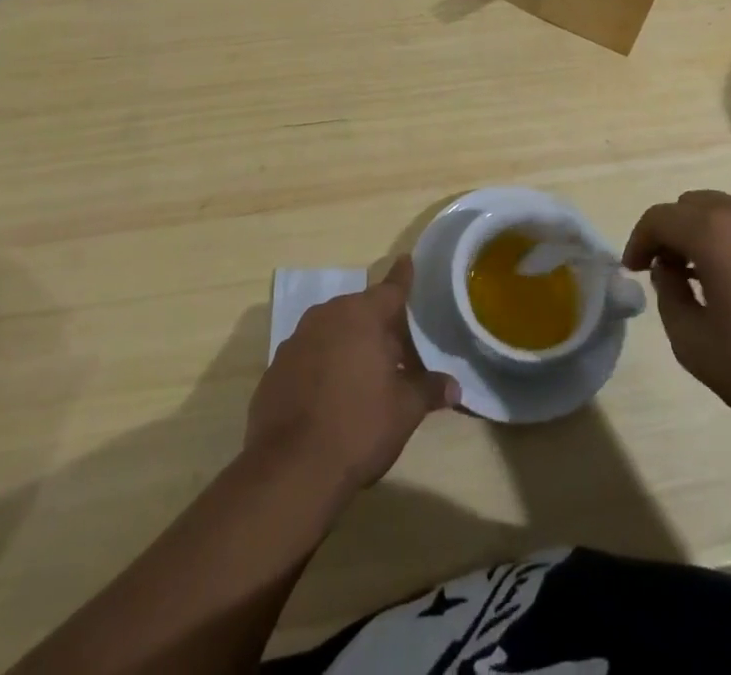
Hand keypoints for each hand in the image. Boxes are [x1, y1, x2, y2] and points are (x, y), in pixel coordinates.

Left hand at [245, 256, 459, 495]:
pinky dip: (324, 365)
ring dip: (350, 344)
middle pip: (361, 311)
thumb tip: (454, 387)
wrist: (290, 470)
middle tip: (400, 350)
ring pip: (333, 331)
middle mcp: (327, 316)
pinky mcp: (276, 368)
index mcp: (362, 315)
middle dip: (380, 326)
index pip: (391, 288)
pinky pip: (310, 356)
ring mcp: (297, 340)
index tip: (407, 260)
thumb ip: (429, 390)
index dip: (403, 277)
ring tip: (367, 375)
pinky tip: (332, 396)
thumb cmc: (358, 427)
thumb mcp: (404, 410)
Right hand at [623, 190, 730, 454]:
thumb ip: (668, 298)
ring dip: (712, 236)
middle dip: (675, 232)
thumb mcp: (696, 347)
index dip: (639, 240)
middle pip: (695, 205)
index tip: (634, 268)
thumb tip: (669, 271)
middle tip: (672, 272)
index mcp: (714, 234)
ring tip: (715, 279)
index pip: (659, 217)